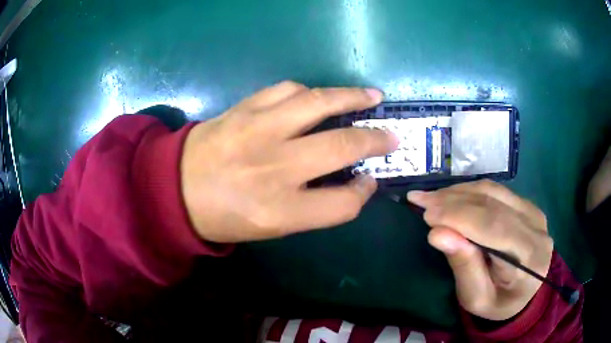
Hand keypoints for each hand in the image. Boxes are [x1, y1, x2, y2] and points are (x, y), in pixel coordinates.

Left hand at [181, 81, 398, 242]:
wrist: (173, 189)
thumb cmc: (222, 216)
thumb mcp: (269, 227)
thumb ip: (312, 207)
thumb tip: (348, 180)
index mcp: (279, 211)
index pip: (343, 204)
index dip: (363, 192)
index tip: (369, 180)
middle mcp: (273, 168)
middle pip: (342, 146)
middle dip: (375, 139)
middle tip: (392, 135)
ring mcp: (257, 131)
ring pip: (319, 102)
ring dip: (352, 97)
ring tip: (372, 96)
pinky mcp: (243, 109)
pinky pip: (287, 89)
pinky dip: (310, 92)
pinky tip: (319, 96)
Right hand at [407, 180, 553, 320]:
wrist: (522, 293)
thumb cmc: (497, 302)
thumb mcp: (476, 297)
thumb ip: (463, 266)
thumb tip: (438, 234)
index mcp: (530, 258)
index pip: (494, 227)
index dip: (459, 216)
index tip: (426, 213)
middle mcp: (537, 228)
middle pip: (493, 205)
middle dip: (453, 201)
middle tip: (420, 200)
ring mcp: (534, 212)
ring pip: (494, 191)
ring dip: (459, 192)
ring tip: (431, 197)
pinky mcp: (527, 204)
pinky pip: (497, 191)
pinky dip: (470, 192)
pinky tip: (451, 197)